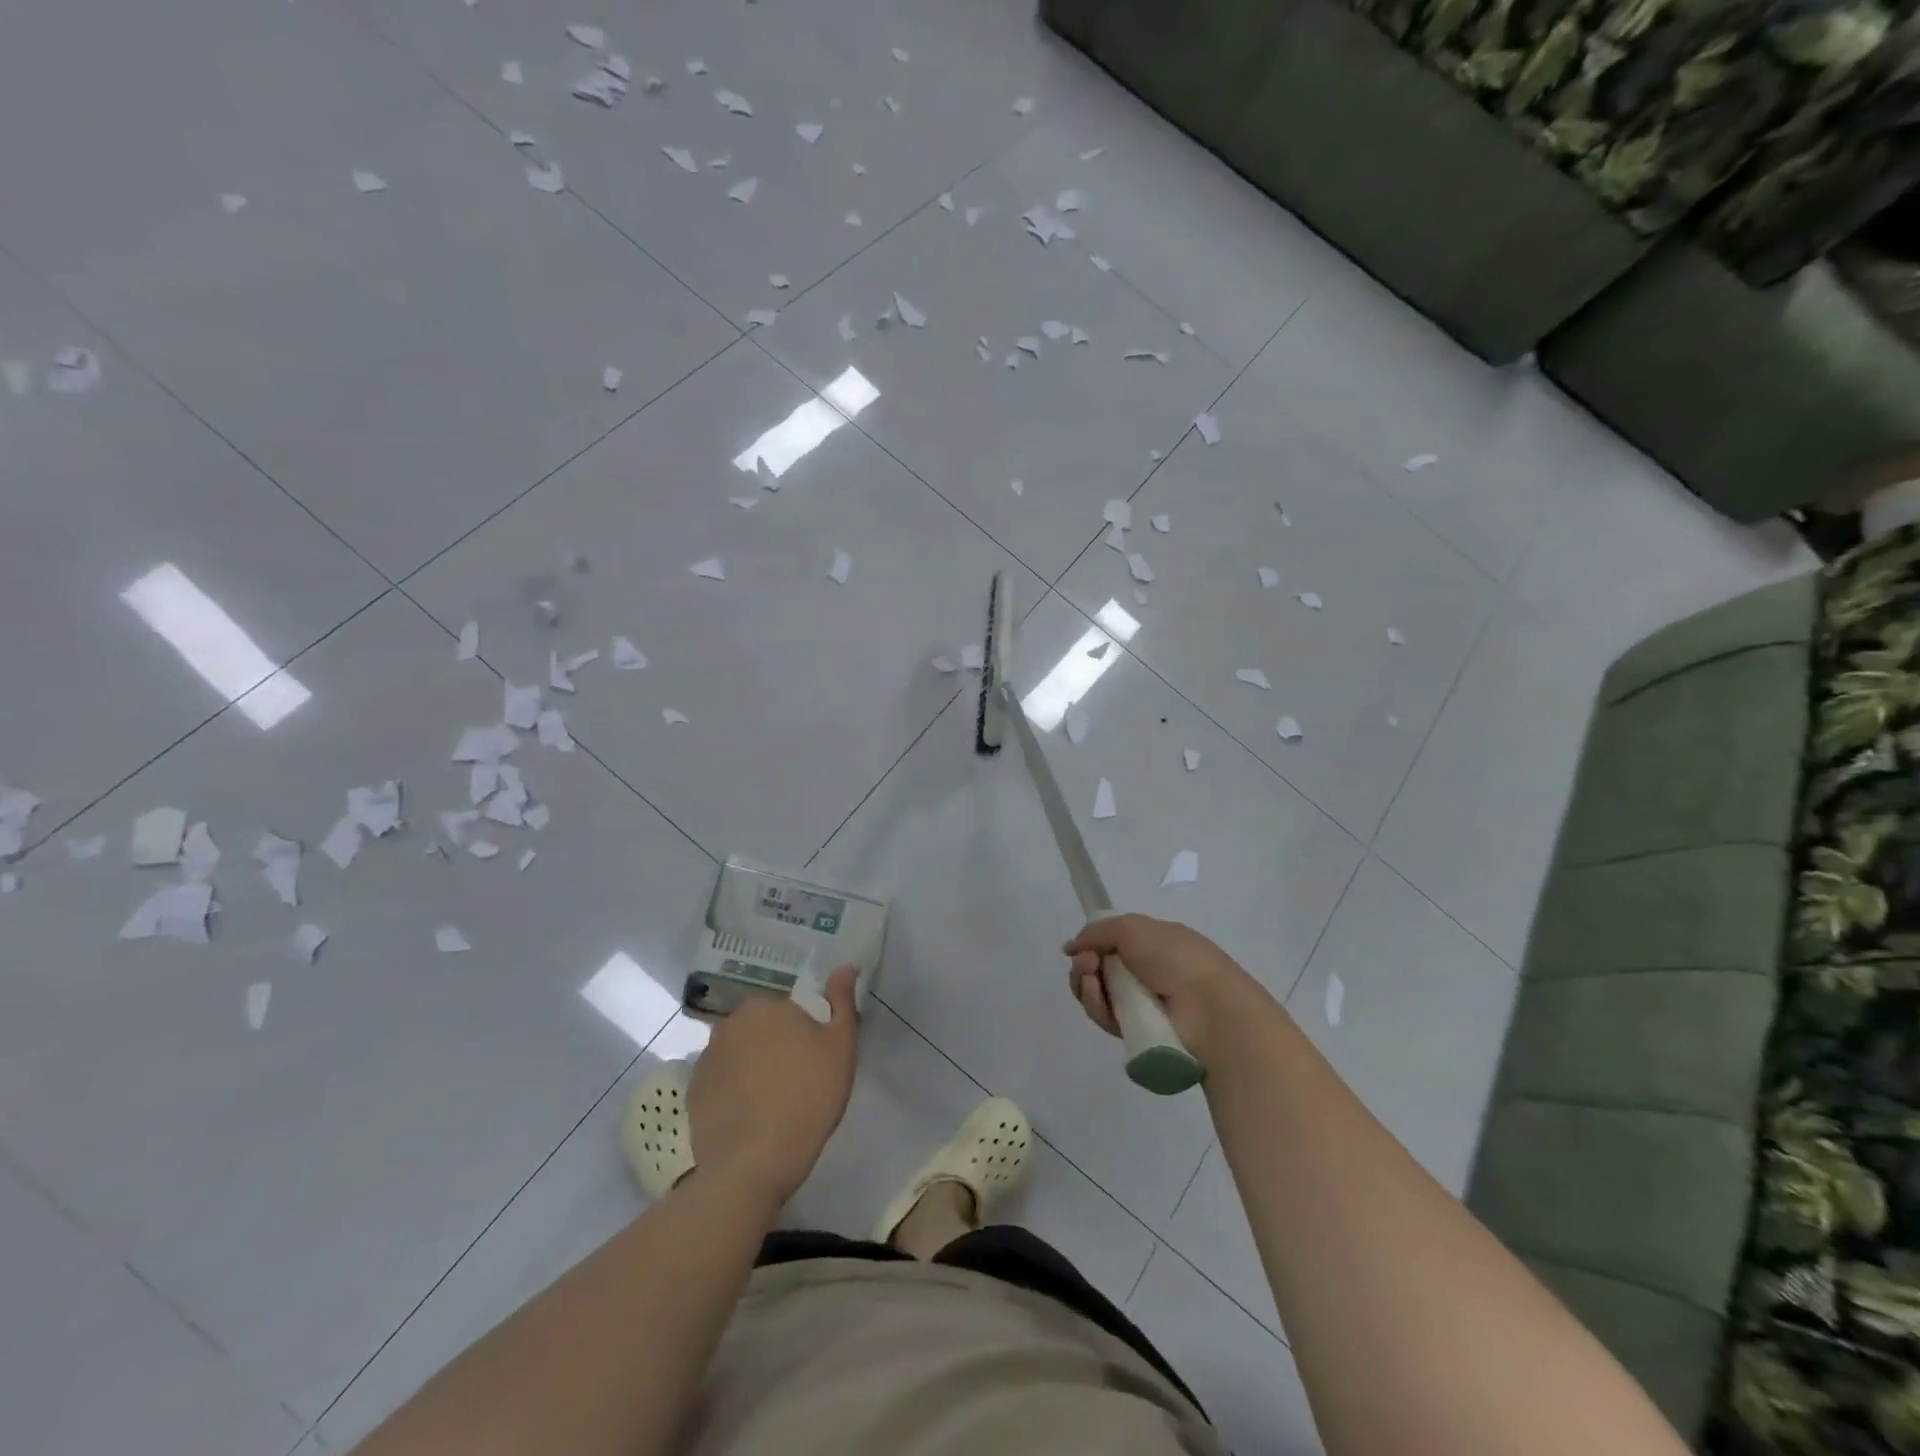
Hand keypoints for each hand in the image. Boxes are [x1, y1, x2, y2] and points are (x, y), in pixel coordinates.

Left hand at [687, 967, 859, 1205]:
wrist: (753, 1164)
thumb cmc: (807, 1098)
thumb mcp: (840, 1046)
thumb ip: (842, 1002)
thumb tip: (845, 966)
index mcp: (766, 1006)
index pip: (791, 1010)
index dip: (807, 1034)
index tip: (817, 1062)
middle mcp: (730, 1023)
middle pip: (763, 1029)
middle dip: (778, 1048)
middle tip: (798, 1083)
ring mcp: (706, 1058)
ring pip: (740, 1055)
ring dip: (754, 1069)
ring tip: (773, 1104)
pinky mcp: (693, 1092)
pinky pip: (721, 1082)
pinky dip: (734, 1092)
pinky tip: (750, 1118)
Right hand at [1063, 915, 1267, 1063]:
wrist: (1207, 1007)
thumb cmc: (1175, 958)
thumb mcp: (1132, 927)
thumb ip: (1096, 932)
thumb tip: (1069, 948)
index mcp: (1152, 944)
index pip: (1111, 944)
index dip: (1092, 945)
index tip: (1081, 947)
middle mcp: (1145, 973)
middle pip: (1098, 969)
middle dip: (1084, 965)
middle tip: (1087, 964)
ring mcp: (1140, 1003)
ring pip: (1097, 994)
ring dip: (1085, 985)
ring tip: (1091, 981)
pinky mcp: (1135, 1031)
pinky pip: (1105, 1016)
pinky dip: (1095, 1005)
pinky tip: (1097, 996)